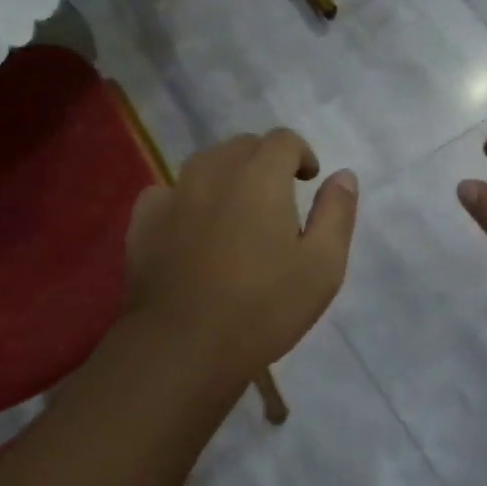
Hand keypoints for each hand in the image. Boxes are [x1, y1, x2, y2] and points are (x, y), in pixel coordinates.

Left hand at [123, 129, 357, 386]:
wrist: (181, 346)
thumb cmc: (262, 308)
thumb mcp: (322, 267)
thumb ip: (336, 213)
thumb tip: (342, 175)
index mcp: (260, 174)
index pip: (283, 139)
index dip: (300, 154)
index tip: (307, 181)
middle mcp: (214, 169)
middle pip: (243, 146)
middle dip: (264, 162)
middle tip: (276, 200)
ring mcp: (173, 192)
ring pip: (205, 164)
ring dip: (226, 176)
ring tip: (235, 213)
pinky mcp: (144, 218)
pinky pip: (169, 192)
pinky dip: (186, 200)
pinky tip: (191, 230)